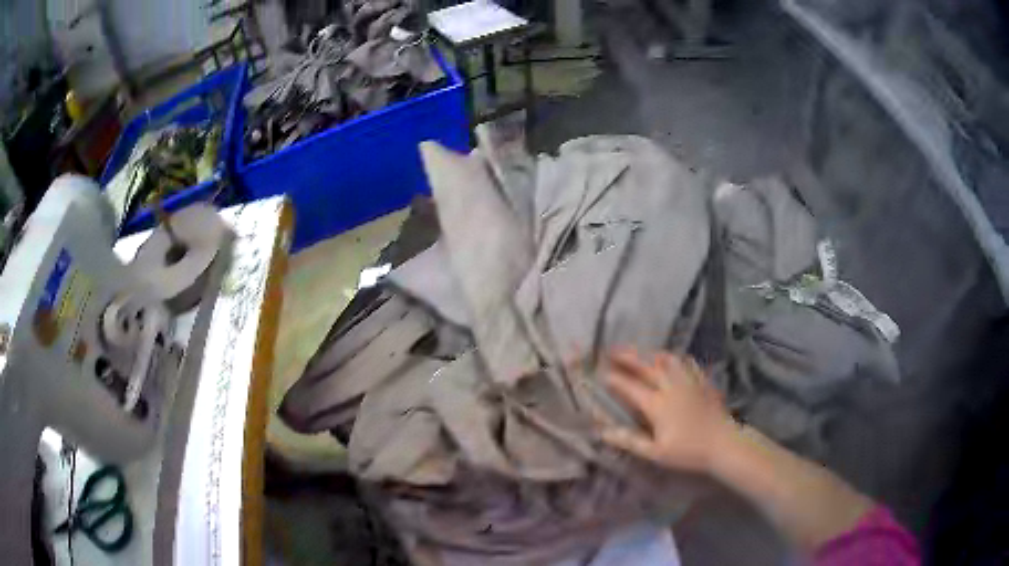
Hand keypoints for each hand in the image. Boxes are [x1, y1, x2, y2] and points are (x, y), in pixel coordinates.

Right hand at [600, 348, 737, 473]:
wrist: (723, 443)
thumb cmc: (688, 452)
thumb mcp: (655, 453)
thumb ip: (630, 441)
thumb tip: (603, 432)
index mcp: (656, 404)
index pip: (630, 387)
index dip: (614, 379)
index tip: (601, 372)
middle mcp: (670, 388)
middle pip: (647, 367)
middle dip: (628, 357)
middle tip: (613, 350)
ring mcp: (689, 383)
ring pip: (669, 361)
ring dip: (653, 355)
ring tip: (645, 353)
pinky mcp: (703, 384)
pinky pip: (690, 366)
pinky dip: (680, 360)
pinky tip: (679, 360)